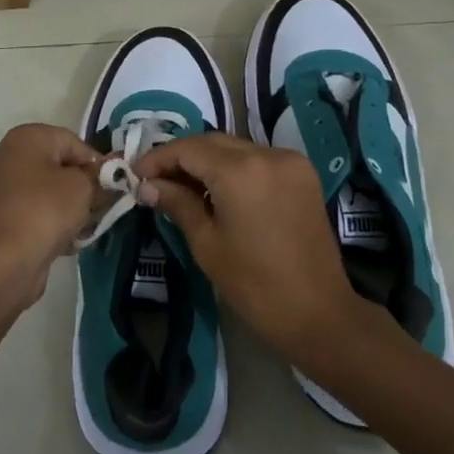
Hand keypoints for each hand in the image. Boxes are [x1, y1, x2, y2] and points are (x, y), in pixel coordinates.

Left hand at [0, 124, 104, 307]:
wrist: (2, 263)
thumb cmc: (45, 211)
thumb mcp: (83, 187)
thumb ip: (98, 176)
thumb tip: (105, 174)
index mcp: (24, 138)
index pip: (72, 141)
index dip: (96, 162)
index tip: (112, 186)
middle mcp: (6, 156)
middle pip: (57, 166)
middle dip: (82, 186)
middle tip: (100, 207)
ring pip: (45, 191)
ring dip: (68, 207)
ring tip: (85, 228)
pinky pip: (32, 211)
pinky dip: (49, 222)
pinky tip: (66, 242)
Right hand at [133, 133, 367, 362]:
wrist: (318, 312)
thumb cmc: (254, 284)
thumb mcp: (206, 243)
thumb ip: (177, 204)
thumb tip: (147, 186)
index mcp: (240, 171)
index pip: (188, 149)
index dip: (158, 158)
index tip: (135, 175)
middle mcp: (267, 154)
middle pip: (212, 142)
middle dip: (181, 157)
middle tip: (154, 181)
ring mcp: (290, 161)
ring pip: (235, 148)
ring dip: (206, 161)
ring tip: (181, 187)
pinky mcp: (302, 174)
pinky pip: (257, 159)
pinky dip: (233, 167)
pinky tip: (217, 191)